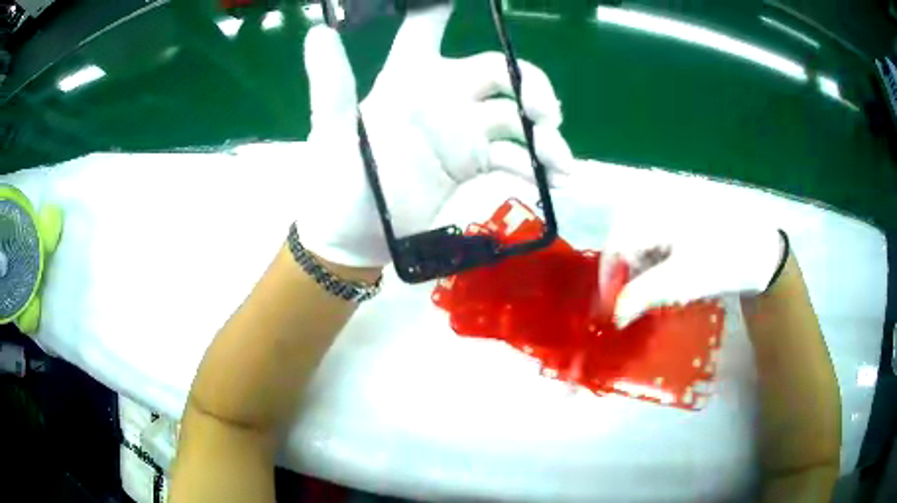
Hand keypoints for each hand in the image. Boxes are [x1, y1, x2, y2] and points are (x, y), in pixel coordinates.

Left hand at [296, 4, 572, 267]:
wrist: (353, 239)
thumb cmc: (338, 183)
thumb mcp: (333, 134)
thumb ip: (332, 85)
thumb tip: (318, 32)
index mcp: (408, 79)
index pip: (424, 31)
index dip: (441, 9)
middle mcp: (442, 98)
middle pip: (500, 73)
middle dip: (530, 86)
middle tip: (547, 113)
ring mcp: (464, 133)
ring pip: (517, 119)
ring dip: (544, 137)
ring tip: (559, 164)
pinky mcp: (475, 167)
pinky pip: (515, 159)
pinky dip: (537, 168)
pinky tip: (554, 182)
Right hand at [600, 208, 785, 327]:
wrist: (759, 249)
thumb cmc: (722, 260)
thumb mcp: (682, 280)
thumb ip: (643, 295)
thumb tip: (615, 317)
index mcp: (653, 209)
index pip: (615, 245)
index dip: (609, 280)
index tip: (612, 312)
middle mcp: (655, 202)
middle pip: (624, 241)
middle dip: (625, 276)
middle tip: (632, 305)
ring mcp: (668, 208)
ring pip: (639, 241)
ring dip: (640, 271)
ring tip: (655, 293)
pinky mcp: (678, 217)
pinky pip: (654, 239)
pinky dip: (655, 263)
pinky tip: (668, 276)